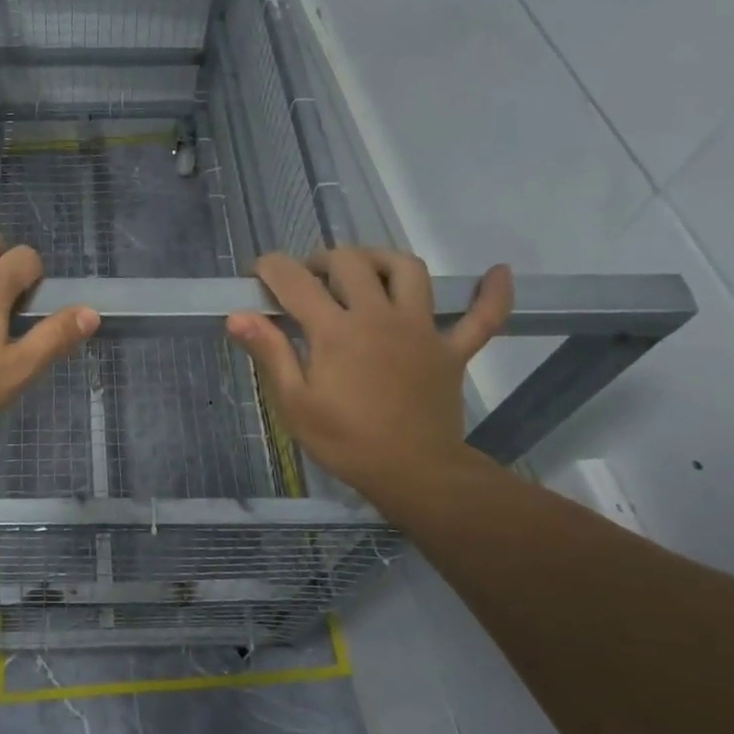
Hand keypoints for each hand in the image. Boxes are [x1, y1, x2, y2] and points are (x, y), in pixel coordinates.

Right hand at [227, 248, 513, 507]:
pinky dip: (492, 294)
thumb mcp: (294, 403)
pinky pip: (482, 316)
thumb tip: (236, 315)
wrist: (413, 474)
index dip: (271, 268)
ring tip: (365, 270)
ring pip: (408, 270)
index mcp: (336, 331)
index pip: (295, 281)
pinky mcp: (452, 350)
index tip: (257, 275)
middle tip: (307, 280)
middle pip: (350, 262)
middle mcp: (379, 316)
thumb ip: (269, 352)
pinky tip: (497, 271)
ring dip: (382, 259)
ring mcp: (422, 329)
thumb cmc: (344, 441)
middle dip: (321, 260)